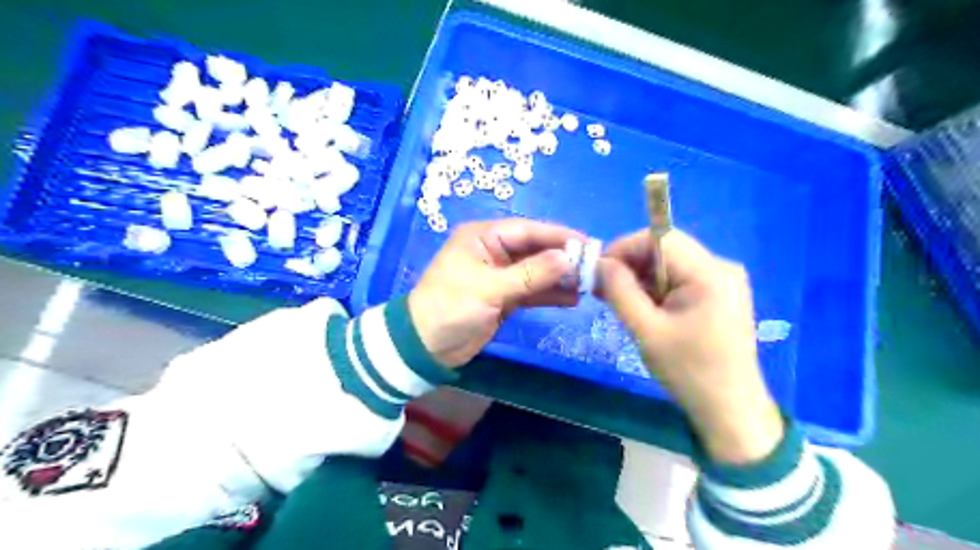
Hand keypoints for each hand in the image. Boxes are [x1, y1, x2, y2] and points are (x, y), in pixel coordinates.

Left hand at [409, 218, 579, 369]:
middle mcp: (494, 251)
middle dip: (563, 258)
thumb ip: (531, 274)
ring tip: (589, 284)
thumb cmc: (451, 307)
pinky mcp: (504, 297)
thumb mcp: (489, 288)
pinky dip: (550, 294)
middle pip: (536, 250)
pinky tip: (573, 298)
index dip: (559, 236)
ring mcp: (501, 276)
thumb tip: (568, 258)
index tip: (589, 243)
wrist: (425, 346)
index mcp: (484, 237)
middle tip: (594, 267)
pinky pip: (532, 291)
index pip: (528, 230)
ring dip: (560, 278)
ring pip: (537, 272)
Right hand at [593, 231, 786, 466]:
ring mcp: (723, 281)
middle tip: (604, 290)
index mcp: (710, 273)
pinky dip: (656, 288)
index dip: (624, 248)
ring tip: (620, 302)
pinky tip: (643, 309)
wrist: (729, 410)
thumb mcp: (646, 331)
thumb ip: (620, 291)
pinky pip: (680, 278)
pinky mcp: (720, 294)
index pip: (660, 238)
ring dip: (641, 278)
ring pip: (670, 263)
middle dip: (630, 264)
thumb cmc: (688, 371)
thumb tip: (601, 262)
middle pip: (665, 248)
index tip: (599, 272)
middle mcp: (721, 267)